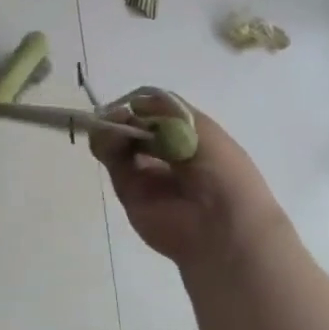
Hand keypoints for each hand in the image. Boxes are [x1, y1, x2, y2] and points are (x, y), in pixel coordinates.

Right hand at [92, 94, 289, 273]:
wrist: (220, 226)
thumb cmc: (222, 171)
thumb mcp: (202, 129)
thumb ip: (165, 110)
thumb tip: (134, 104)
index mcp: (189, 139)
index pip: (158, 115)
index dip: (144, 107)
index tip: (135, 103)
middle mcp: (166, 154)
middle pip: (135, 127)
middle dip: (124, 117)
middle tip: (118, 115)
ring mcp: (146, 173)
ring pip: (119, 142)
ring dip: (112, 128)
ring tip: (112, 126)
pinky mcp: (128, 190)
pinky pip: (112, 162)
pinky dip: (105, 145)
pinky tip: (108, 137)